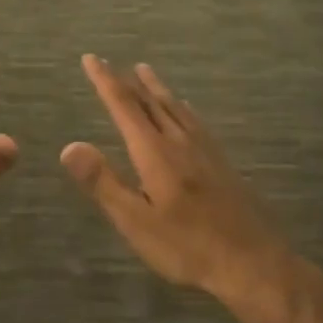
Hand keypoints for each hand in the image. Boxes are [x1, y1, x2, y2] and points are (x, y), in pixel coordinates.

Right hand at [62, 55, 284, 298]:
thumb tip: (69, 146)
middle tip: (111, 62)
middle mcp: (179, 141)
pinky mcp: (221, 162)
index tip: (90, 58)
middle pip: (151, 101)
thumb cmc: (187, 246)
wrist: (254, 263)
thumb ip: (103, 182)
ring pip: (175, 107)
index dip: (105, 81)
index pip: (124, 106)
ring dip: (156, 88)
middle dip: (128, 81)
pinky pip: (195, 120)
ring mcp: (205, 150)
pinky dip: (181, 107)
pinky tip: (186, 110)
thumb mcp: (136, 221)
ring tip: (145, 71)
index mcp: (155, 152)